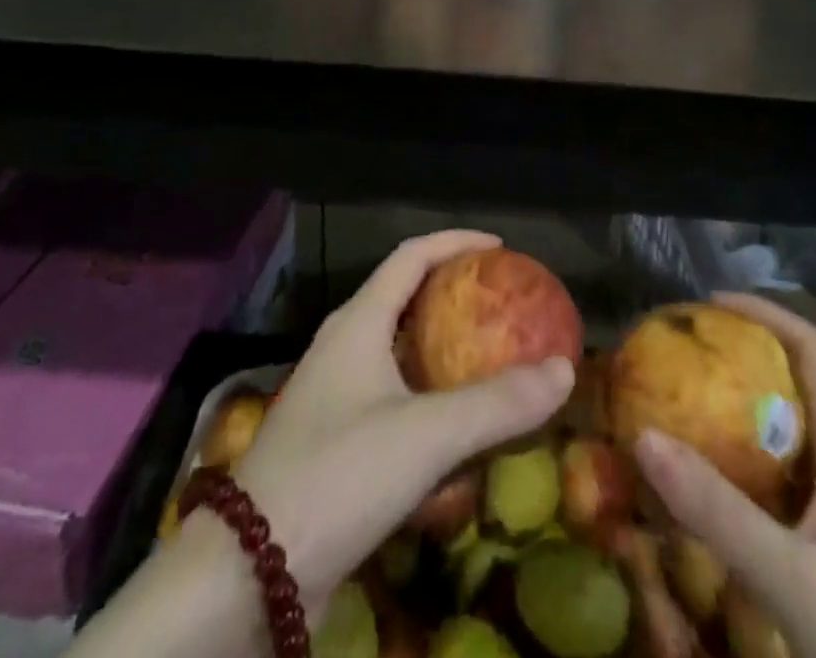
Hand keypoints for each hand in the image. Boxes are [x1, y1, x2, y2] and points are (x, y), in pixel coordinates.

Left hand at [236, 230, 575, 613]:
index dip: (456, 242)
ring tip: (489, 355)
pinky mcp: (335, 441)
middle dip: (454, 292)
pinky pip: (392, 396)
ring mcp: (336, 395)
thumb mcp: (426, 435)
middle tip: (502, 303)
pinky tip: (457, 424)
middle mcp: (344, 346)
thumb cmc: (338, 475)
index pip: (411, 256)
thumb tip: (564, 369)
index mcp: (358, 322)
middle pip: (404, 297)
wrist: (250, 573)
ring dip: (443, 346)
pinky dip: (430, 394)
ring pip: (398, 349)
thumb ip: (497, 403)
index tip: (501, 248)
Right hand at [632, 293, 815, 657]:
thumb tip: (642, 436)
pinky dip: (733, 463)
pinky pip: (772, 481)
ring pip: (782, 435)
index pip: (815, 352)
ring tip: (676, 402)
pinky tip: (698, 480)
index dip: (766, 313)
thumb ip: (719, 513)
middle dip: (738, 358)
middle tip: (679, 353)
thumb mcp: (795, 582)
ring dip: (732, 410)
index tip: (708, 303)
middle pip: (795, 384)